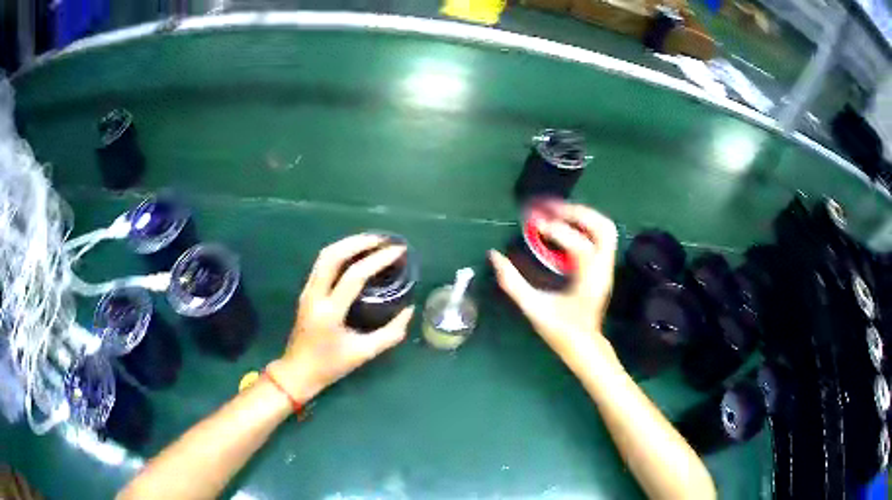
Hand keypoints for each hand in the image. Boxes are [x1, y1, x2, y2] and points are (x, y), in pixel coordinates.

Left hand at [268, 234, 413, 401]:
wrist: (298, 371)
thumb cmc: (331, 365)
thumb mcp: (364, 353)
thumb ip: (390, 333)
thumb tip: (409, 310)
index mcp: (330, 312)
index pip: (354, 276)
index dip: (377, 259)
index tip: (398, 251)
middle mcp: (315, 296)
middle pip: (333, 255)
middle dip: (359, 242)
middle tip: (383, 240)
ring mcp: (307, 291)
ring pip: (324, 256)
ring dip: (348, 244)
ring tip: (371, 242)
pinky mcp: (306, 292)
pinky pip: (322, 264)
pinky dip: (340, 253)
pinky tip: (355, 255)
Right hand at [489, 202, 617, 363]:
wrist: (584, 345)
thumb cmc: (560, 331)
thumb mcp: (533, 309)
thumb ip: (512, 282)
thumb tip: (494, 256)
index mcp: (589, 281)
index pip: (580, 246)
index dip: (558, 231)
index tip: (535, 224)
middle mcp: (603, 269)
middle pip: (602, 228)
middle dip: (577, 212)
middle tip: (550, 208)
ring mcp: (607, 266)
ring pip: (606, 228)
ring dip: (583, 215)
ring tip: (558, 211)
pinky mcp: (604, 266)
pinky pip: (600, 236)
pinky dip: (584, 224)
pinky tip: (565, 225)